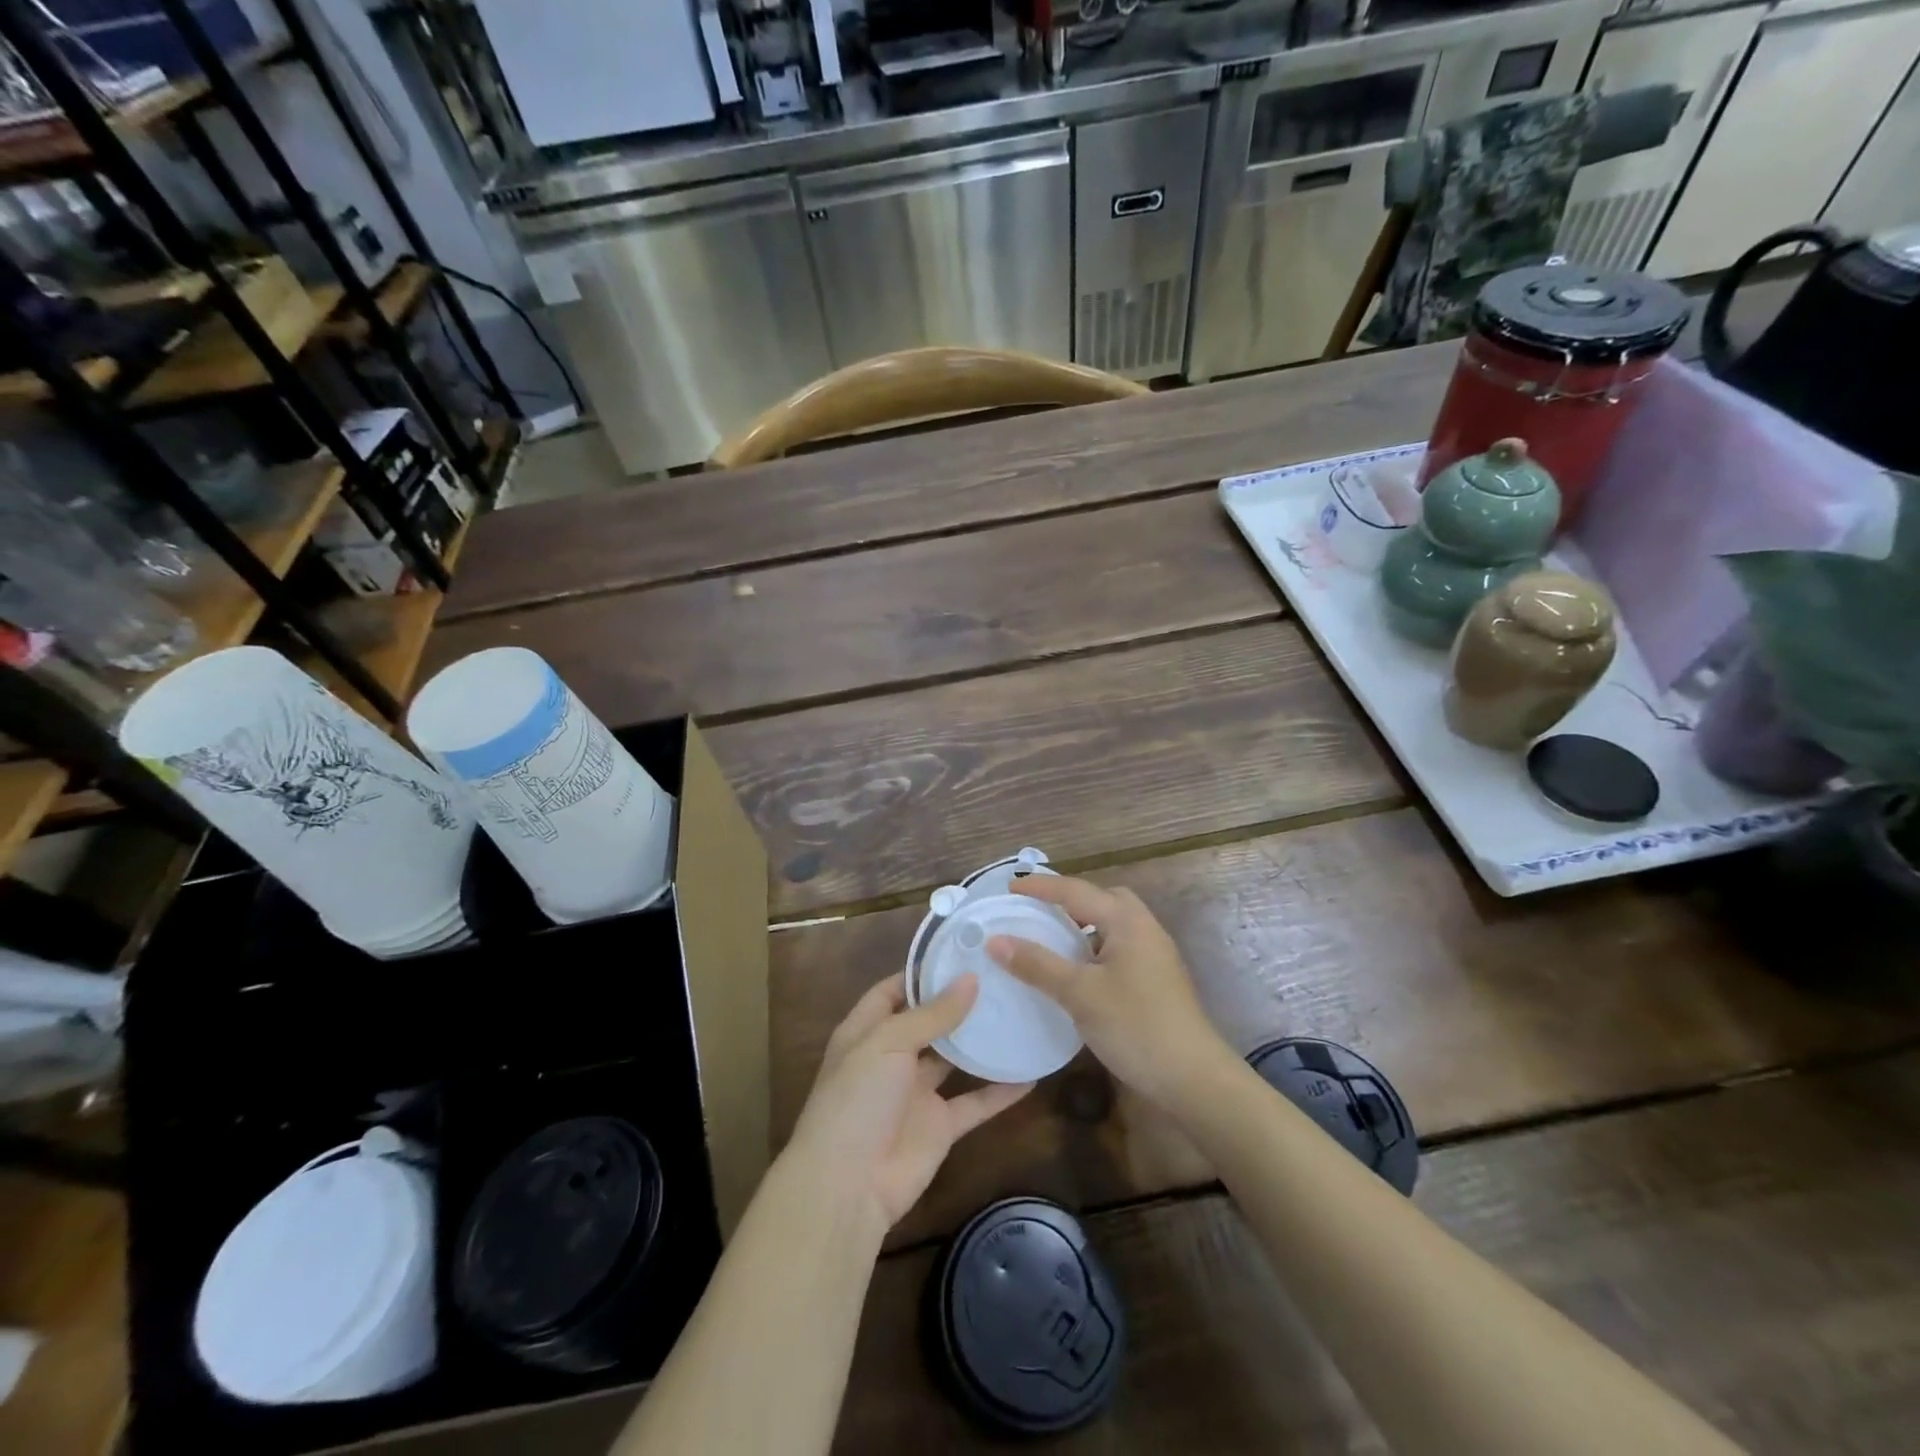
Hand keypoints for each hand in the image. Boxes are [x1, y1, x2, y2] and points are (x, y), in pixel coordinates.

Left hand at [783, 972, 1031, 1236]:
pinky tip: (1031, 1073)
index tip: (960, 952)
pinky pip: (975, 1102)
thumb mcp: (887, 1043)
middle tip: (999, 977)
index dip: (921, 972)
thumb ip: (931, 1014)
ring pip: (954, 1059)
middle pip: (928, 1021)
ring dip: (979, 1041)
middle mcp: (891, 1057)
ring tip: (1017, 1011)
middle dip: (957, 1001)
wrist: (848, 1186)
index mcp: (867, 1032)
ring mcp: (917, 1093)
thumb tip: (970, 979)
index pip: (893, 991)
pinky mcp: (940, 1126)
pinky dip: (1001, 1091)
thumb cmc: (856, 1099)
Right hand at [989, 876, 1233, 1108]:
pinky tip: (1076, 971)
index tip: (1008, 888)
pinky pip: (1117, 947)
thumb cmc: (1135, 1026)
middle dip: (1069, 898)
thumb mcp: (1079, 993)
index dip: (1040, 887)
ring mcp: (1154, 955)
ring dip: (1082, 925)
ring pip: (1112, 925)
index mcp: (1127, 921)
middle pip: (1103, 899)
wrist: (1192, 1078)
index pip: (1076, 891)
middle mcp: (1144, 929)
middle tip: (1037, 909)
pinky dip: (1093, 948)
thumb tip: (995, 939)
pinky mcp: (1155, 980)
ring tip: (1051, 937)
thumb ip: (1037, 964)